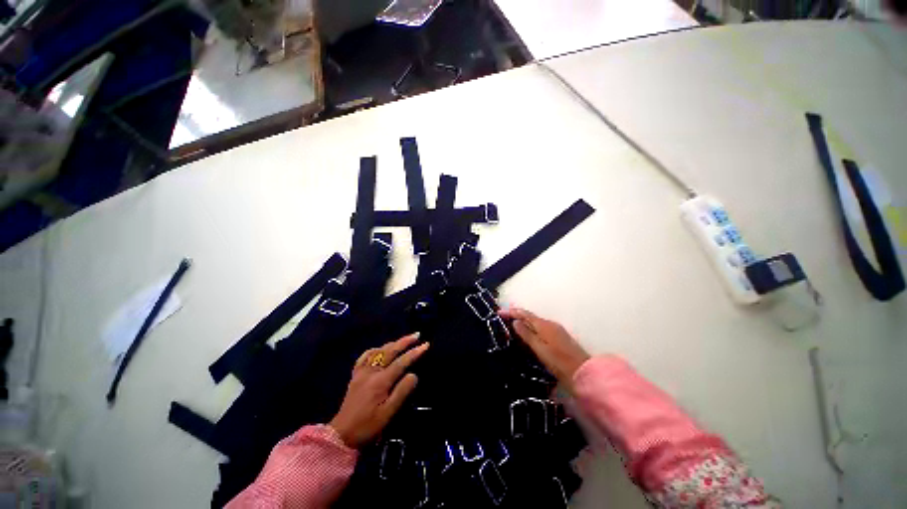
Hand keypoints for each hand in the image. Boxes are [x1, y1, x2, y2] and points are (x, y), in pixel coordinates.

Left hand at [329, 334, 428, 448]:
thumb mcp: (388, 413)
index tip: (426, 345)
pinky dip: (375, 350)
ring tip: (403, 340)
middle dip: (405, 341)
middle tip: (417, 334)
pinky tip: (379, 349)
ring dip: (393, 343)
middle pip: (390, 351)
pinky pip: (365, 356)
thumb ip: (402, 392)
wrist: (342, 435)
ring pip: (379, 351)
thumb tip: (413, 375)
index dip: (414, 353)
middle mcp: (371, 371)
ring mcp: (361, 372)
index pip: (401, 362)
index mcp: (381, 380)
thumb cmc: (368, 426)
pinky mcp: (355, 375)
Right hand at [499, 307, 589, 389]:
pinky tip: (527, 331)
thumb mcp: (540, 349)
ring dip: (523, 319)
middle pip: (530, 316)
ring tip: (512, 322)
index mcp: (543, 325)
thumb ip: (527, 335)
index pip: (524, 314)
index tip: (499, 312)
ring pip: (535, 321)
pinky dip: (530, 325)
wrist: (583, 373)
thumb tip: (515, 322)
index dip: (511, 312)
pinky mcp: (559, 337)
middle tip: (504, 315)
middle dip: (516, 314)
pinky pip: (540, 326)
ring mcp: (555, 330)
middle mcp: (549, 324)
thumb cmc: (559, 362)